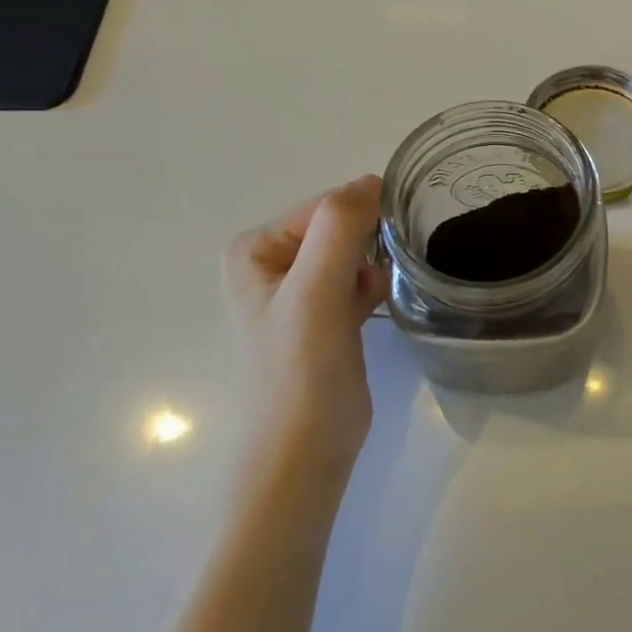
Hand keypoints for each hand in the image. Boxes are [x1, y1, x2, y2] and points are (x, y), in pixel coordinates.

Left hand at [225, 176, 389, 467]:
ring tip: (371, 298)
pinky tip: (373, 309)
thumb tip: (373, 181)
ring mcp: (299, 289)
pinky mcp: (325, 313)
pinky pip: (358, 275)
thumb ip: (340, 227)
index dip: (358, 225)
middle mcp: (271, 261)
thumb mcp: (316, 290)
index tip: (376, 255)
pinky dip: (372, 285)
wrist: (306, 451)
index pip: (325, 206)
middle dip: (366, 247)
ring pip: (354, 250)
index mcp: (255, 247)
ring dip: (372, 267)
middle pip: (341, 226)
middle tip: (370, 282)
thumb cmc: (302, 370)